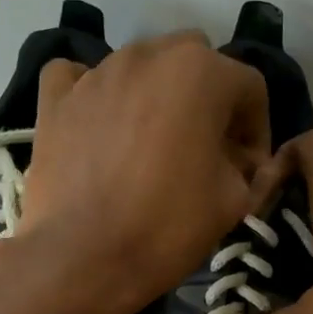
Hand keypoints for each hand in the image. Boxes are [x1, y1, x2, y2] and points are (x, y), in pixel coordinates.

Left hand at [11, 30, 269, 311]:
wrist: (83, 258)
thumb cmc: (168, 226)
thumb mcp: (233, 200)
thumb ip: (245, 166)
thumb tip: (236, 161)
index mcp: (202, 72)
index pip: (249, 88)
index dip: (257, 130)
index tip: (248, 169)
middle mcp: (149, 55)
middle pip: (195, 63)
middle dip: (208, 101)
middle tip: (205, 149)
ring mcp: (96, 73)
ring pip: (141, 67)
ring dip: (156, 96)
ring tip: (152, 145)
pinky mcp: (55, 98)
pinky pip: (79, 78)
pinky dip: (93, 93)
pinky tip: (98, 123)